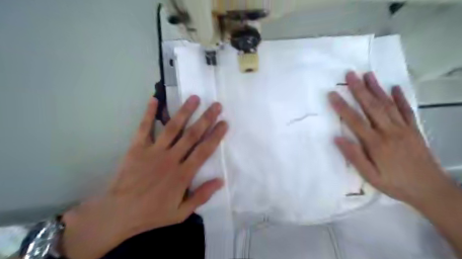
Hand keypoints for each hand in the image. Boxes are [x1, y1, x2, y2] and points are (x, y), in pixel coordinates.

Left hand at [61, 96, 226, 258]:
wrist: (118, 214)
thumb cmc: (152, 214)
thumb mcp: (181, 213)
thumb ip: (201, 196)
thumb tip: (220, 181)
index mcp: (183, 174)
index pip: (204, 150)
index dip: (216, 135)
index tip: (224, 123)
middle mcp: (171, 159)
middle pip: (192, 135)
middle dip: (206, 119)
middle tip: (216, 105)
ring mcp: (153, 151)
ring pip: (172, 128)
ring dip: (184, 112)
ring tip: (194, 98)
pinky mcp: (137, 149)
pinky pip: (144, 128)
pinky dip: (149, 113)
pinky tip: (155, 99)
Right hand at [330, 71, 455, 208]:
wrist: (431, 190)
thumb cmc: (395, 184)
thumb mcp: (370, 176)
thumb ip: (354, 156)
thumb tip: (337, 138)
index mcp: (376, 143)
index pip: (355, 120)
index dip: (342, 106)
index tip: (332, 94)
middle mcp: (389, 131)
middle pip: (371, 106)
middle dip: (359, 89)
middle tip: (350, 74)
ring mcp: (404, 128)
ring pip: (387, 104)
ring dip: (376, 88)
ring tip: (368, 74)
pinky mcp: (414, 130)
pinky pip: (407, 110)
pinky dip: (400, 98)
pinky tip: (395, 87)